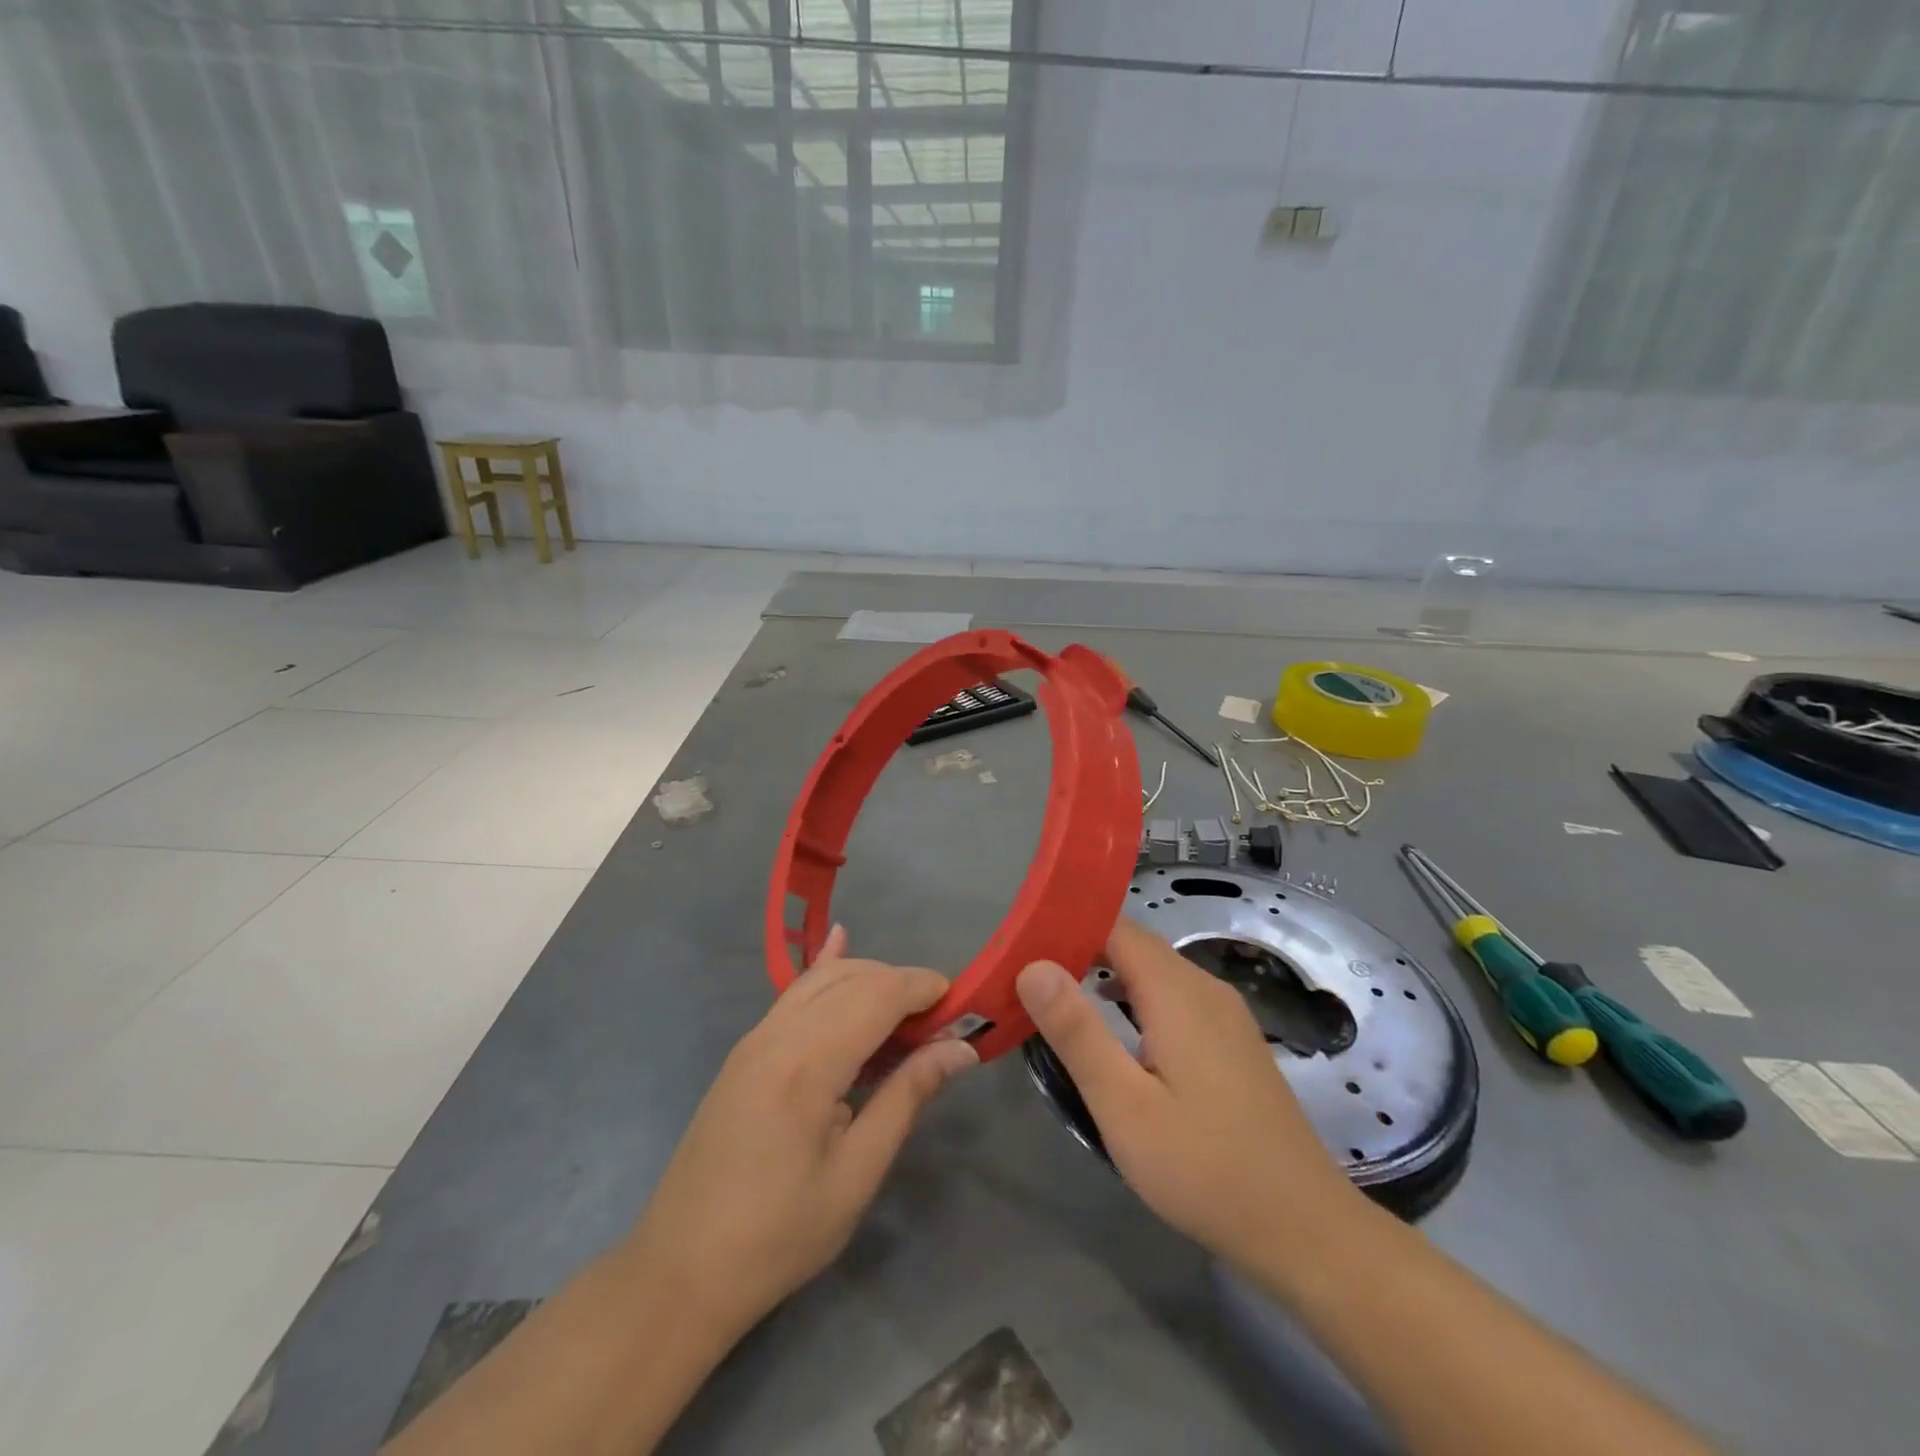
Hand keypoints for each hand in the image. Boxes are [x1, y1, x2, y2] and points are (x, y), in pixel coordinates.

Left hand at [626, 927, 976, 1340]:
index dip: (923, 988)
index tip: (962, 1006)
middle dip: (902, 984)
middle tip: (941, 1023)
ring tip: (907, 1016)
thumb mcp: (856, 1174)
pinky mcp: (745, 1050)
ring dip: (870, 980)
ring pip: (822, 978)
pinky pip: (794, 993)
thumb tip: (961, 1049)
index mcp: (807, 1064)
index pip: (878, 994)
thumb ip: (907, 1097)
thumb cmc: (778, 1235)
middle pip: (853, 977)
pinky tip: (841, 942)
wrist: (680, 1271)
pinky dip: (827, 972)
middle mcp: (778, 1033)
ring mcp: (755, 1038)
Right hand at [1016, 917, 1358, 1268]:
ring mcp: (1226, 1014)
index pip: (1115, 927)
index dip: (1068, 928)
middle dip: (1082, 952)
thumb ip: (1077, 1031)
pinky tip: (1118, 1034)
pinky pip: (1175, 997)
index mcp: (1178, 992)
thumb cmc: (1205, 1168)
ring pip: (1156, 972)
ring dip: (1109, 976)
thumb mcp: (1124, 1106)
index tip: (1023, 946)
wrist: (1306, 1229)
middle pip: (1135, 946)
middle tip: (1030, 978)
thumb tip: (1033, 966)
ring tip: (1062, 1002)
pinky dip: (1137, 999)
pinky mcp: (1234, 1041)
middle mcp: (1206, 988)